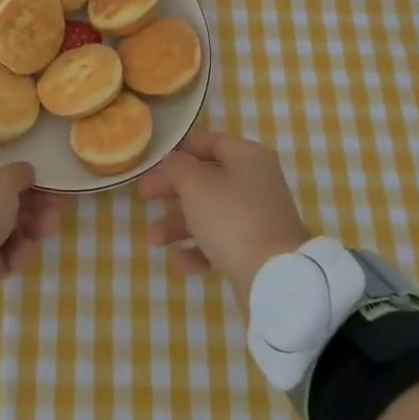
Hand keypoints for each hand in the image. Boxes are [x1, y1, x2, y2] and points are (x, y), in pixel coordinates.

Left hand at [0, 157, 64, 281]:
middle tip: (56, 206)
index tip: (43, 180)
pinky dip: (15, 252)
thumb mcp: (3, 179)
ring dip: (29, 227)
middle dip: (31, 204)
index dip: (18, 175)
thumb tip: (26, 173)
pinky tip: (25, 250)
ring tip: (49, 227)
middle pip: (1, 202)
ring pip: (4, 229)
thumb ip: (19, 172)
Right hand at [138, 130, 312, 311]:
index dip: (181, 151)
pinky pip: (223, 241)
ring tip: (154, 239)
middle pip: (207, 179)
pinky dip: (200, 249)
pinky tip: (181, 261)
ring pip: (212, 213)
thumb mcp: (195, 185)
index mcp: (248, 157)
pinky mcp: (258, 248)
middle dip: (173, 191)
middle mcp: (257, 182)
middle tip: (144, 196)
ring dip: (180, 224)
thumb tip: (173, 160)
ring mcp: (259, 217)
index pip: (210, 142)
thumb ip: (178, 167)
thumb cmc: (232, 218)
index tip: (156, 164)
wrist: (274, 276)